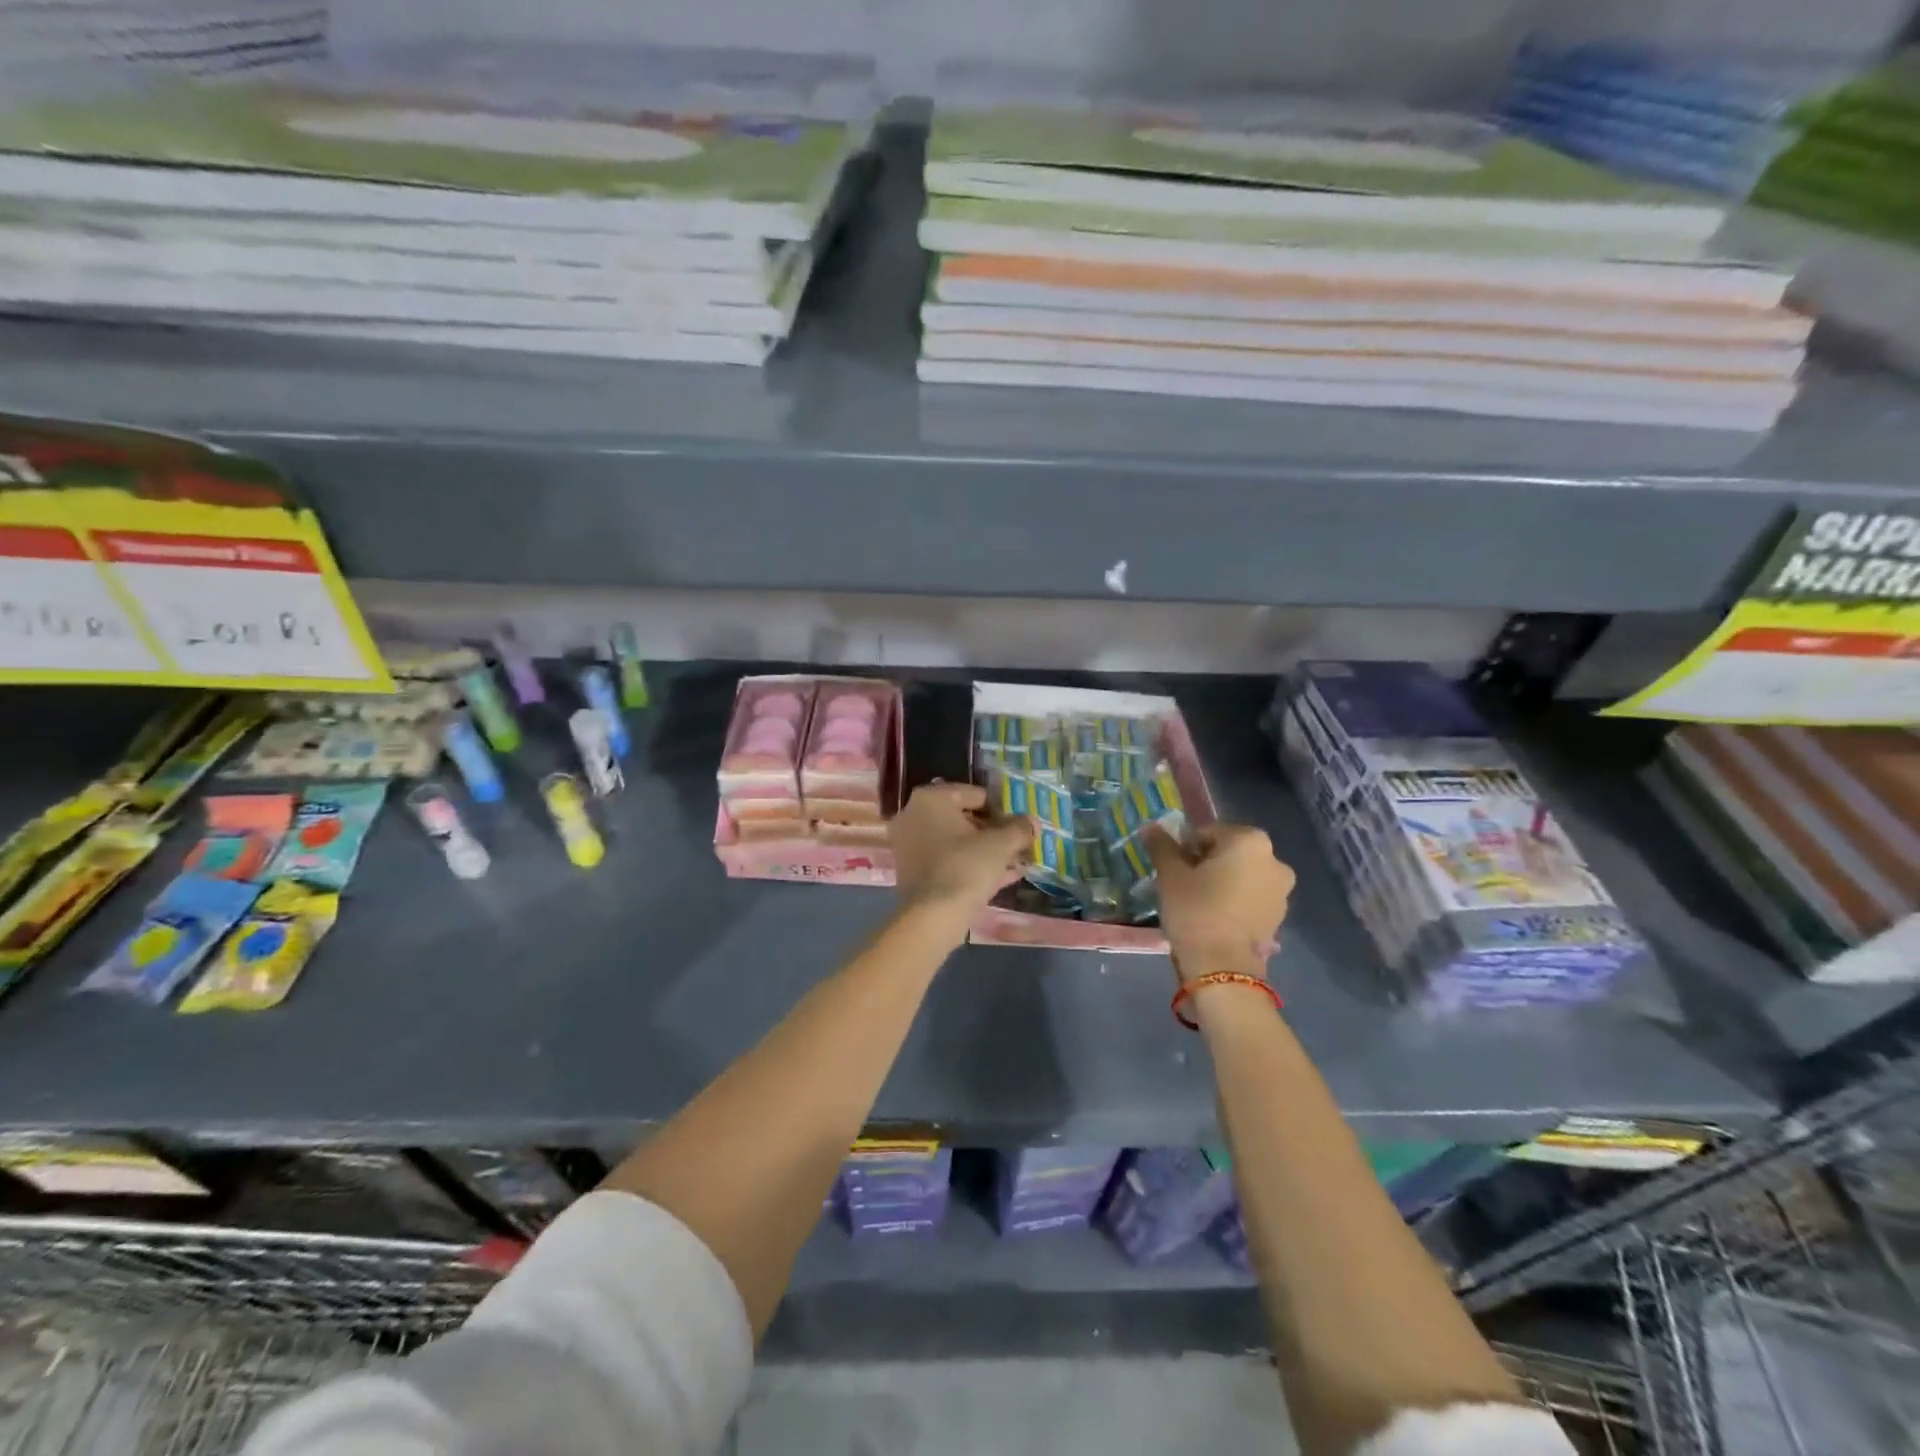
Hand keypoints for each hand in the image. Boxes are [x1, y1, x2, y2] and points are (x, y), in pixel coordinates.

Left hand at [890, 783, 1032, 927]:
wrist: (933, 916)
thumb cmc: (966, 867)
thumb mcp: (1001, 844)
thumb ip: (1019, 828)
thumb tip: (1033, 822)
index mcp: (931, 799)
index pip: (976, 795)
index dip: (1003, 810)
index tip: (1020, 826)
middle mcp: (914, 815)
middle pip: (965, 818)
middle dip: (995, 832)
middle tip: (1019, 844)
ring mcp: (911, 845)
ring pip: (958, 842)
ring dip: (987, 850)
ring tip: (1016, 861)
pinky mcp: (914, 872)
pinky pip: (949, 861)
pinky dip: (972, 865)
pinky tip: (1003, 876)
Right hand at [1146, 822, 1294, 982]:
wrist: (1222, 966)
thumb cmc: (1195, 910)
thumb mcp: (1170, 875)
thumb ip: (1162, 846)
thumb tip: (1151, 827)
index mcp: (1250, 841)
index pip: (1208, 832)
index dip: (1186, 848)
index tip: (1173, 868)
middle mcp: (1274, 859)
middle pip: (1229, 852)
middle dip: (1206, 863)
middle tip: (1183, 884)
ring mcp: (1282, 890)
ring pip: (1242, 875)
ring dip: (1222, 882)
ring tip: (1198, 903)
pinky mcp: (1280, 916)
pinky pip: (1251, 897)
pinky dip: (1235, 900)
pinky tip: (1215, 917)